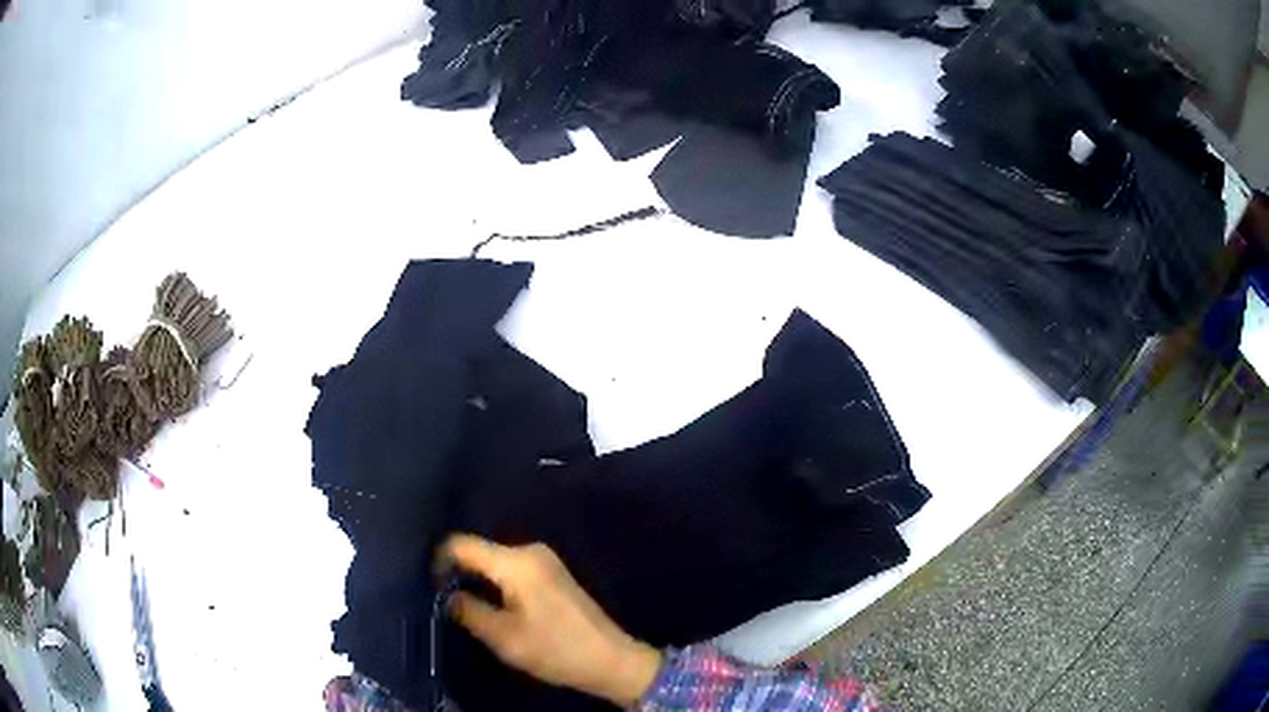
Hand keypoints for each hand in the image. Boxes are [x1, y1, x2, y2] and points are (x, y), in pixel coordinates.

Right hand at [438, 535, 662, 706]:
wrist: (610, 659)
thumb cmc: (555, 649)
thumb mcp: (503, 637)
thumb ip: (468, 611)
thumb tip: (445, 595)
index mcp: (517, 562)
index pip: (461, 544)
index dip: (439, 561)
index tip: (430, 587)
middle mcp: (530, 550)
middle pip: (479, 551)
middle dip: (458, 572)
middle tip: (444, 601)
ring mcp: (544, 560)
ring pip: (494, 562)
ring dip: (477, 580)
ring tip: (465, 606)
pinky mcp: (551, 572)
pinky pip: (510, 569)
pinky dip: (495, 584)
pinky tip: (492, 605)